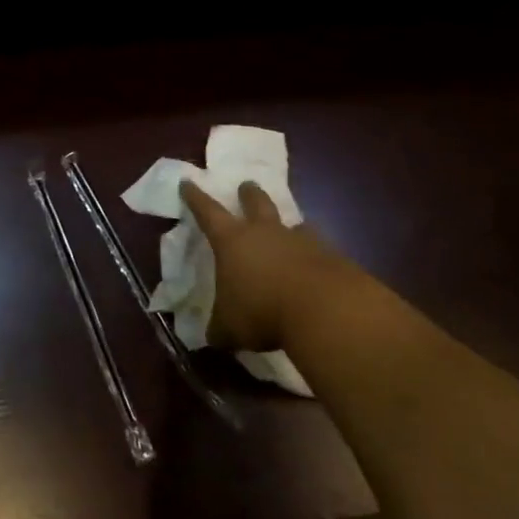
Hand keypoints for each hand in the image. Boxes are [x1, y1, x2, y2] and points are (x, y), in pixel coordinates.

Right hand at [180, 180, 373, 350]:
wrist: (327, 311)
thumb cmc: (263, 311)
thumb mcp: (230, 328)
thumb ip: (219, 328)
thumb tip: (211, 337)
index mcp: (232, 241)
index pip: (207, 211)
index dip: (195, 197)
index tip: (187, 182)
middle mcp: (265, 233)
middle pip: (256, 202)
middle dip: (249, 193)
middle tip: (247, 186)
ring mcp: (301, 241)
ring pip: (292, 223)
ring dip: (287, 224)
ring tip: (289, 227)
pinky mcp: (331, 256)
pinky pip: (319, 248)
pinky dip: (314, 254)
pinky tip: (316, 265)